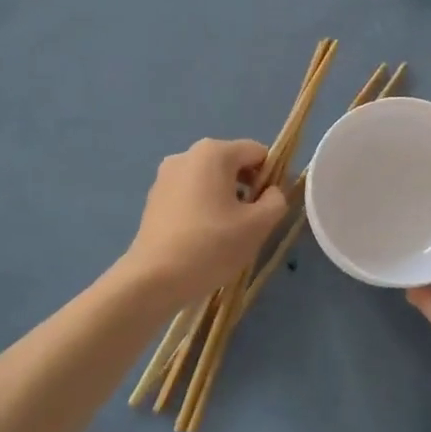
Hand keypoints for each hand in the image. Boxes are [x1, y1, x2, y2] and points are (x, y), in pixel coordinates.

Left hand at [121, 138, 288, 309]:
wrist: (154, 278)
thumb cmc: (211, 245)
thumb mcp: (258, 225)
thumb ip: (276, 201)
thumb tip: (271, 192)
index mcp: (214, 152)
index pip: (258, 153)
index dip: (272, 177)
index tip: (270, 207)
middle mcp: (187, 155)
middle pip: (233, 164)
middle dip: (248, 188)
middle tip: (250, 223)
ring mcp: (166, 176)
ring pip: (211, 180)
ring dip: (226, 199)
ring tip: (227, 233)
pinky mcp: (154, 197)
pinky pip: (191, 193)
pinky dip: (204, 207)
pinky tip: (203, 237)